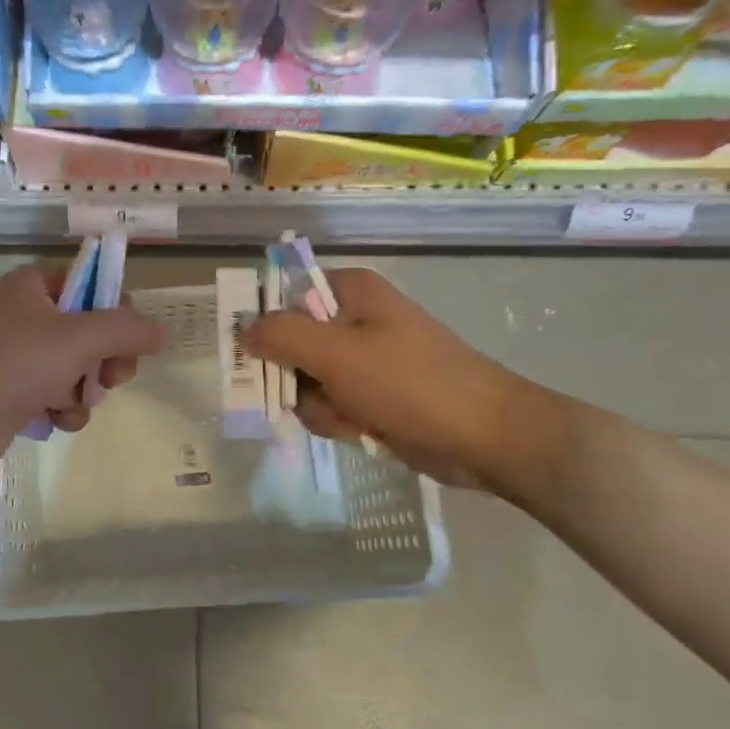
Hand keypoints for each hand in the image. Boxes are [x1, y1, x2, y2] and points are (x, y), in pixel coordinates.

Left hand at [0, 264, 163, 480]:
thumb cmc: (10, 365)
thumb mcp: (76, 339)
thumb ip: (125, 330)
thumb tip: (161, 331)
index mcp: (34, 286)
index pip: (93, 286)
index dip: (118, 313)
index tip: (131, 343)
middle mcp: (26, 315)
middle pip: (90, 330)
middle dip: (105, 359)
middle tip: (112, 380)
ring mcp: (17, 356)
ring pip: (76, 367)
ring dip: (84, 390)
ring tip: (72, 405)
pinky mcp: (11, 392)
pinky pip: (55, 394)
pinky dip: (62, 408)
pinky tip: (54, 421)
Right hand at [242, 266, 548, 493]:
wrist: (485, 436)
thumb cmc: (409, 383)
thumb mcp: (336, 354)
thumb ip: (281, 335)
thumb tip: (243, 328)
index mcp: (349, 291)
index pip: (283, 297)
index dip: (265, 327)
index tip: (254, 357)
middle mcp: (354, 318)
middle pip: (291, 344)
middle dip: (296, 378)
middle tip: (311, 394)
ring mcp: (365, 358)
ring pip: (307, 382)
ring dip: (319, 405)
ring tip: (350, 415)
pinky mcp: (374, 394)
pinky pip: (331, 404)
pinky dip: (339, 420)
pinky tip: (361, 429)